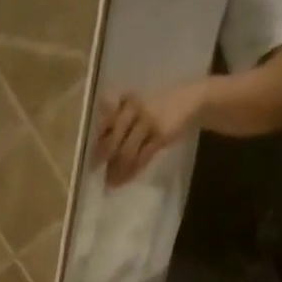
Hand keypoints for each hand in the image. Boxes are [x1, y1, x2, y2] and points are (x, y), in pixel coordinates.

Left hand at [95, 81, 209, 185]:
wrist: (190, 101)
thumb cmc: (160, 106)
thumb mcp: (139, 106)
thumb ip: (122, 122)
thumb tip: (102, 147)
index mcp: (128, 99)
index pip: (107, 120)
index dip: (98, 140)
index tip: (91, 156)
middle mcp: (136, 107)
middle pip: (114, 138)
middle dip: (104, 158)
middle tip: (96, 172)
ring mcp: (148, 121)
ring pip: (127, 152)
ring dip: (117, 170)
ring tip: (111, 182)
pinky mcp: (160, 136)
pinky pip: (141, 159)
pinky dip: (131, 172)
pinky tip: (125, 180)